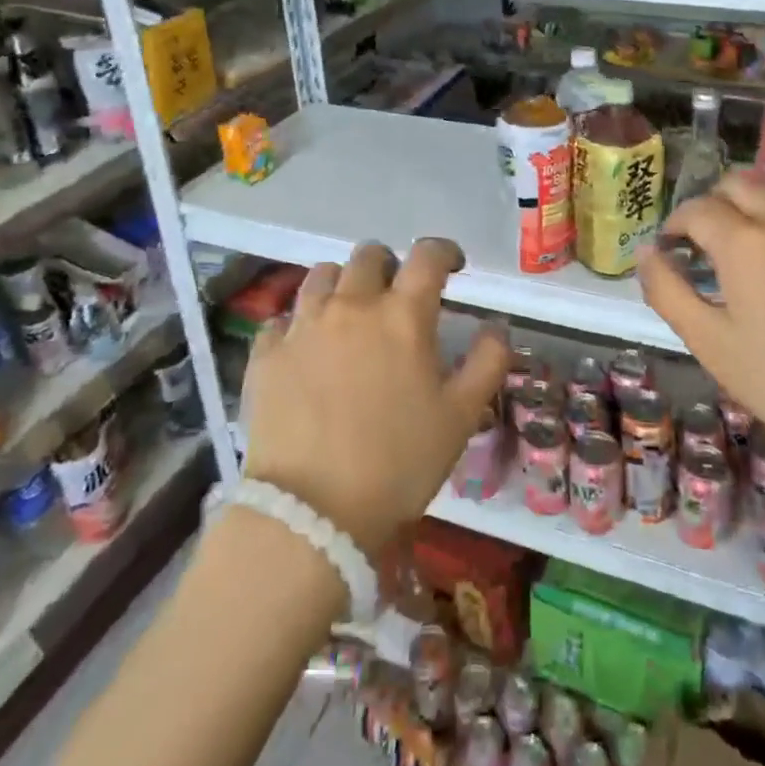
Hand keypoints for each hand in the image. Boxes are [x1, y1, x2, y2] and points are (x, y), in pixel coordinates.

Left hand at [240, 238, 508, 554]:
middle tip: (397, 295)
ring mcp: (303, 325)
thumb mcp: (461, 416)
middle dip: (390, 265)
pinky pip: (283, 318)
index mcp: (403, 314)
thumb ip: (488, 361)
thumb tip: (497, 326)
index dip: (444, 251)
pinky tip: (307, 349)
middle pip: (370, 255)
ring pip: (322, 275)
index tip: (452, 266)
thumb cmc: (398, 463)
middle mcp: (352, 304)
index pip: (428, 255)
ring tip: (349, 313)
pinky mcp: (267, 353)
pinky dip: (299, 323)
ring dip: (343, 284)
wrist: (312, 514)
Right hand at [637, 172, 764, 490]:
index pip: (696, 209)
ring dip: (751, 206)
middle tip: (705, 244)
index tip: (671, 249)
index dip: (675, 225)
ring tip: (747, 247)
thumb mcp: (709, 343)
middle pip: (737, 184)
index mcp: (744, 242)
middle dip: (712, 205)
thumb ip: (667, 291)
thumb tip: (645, 252)